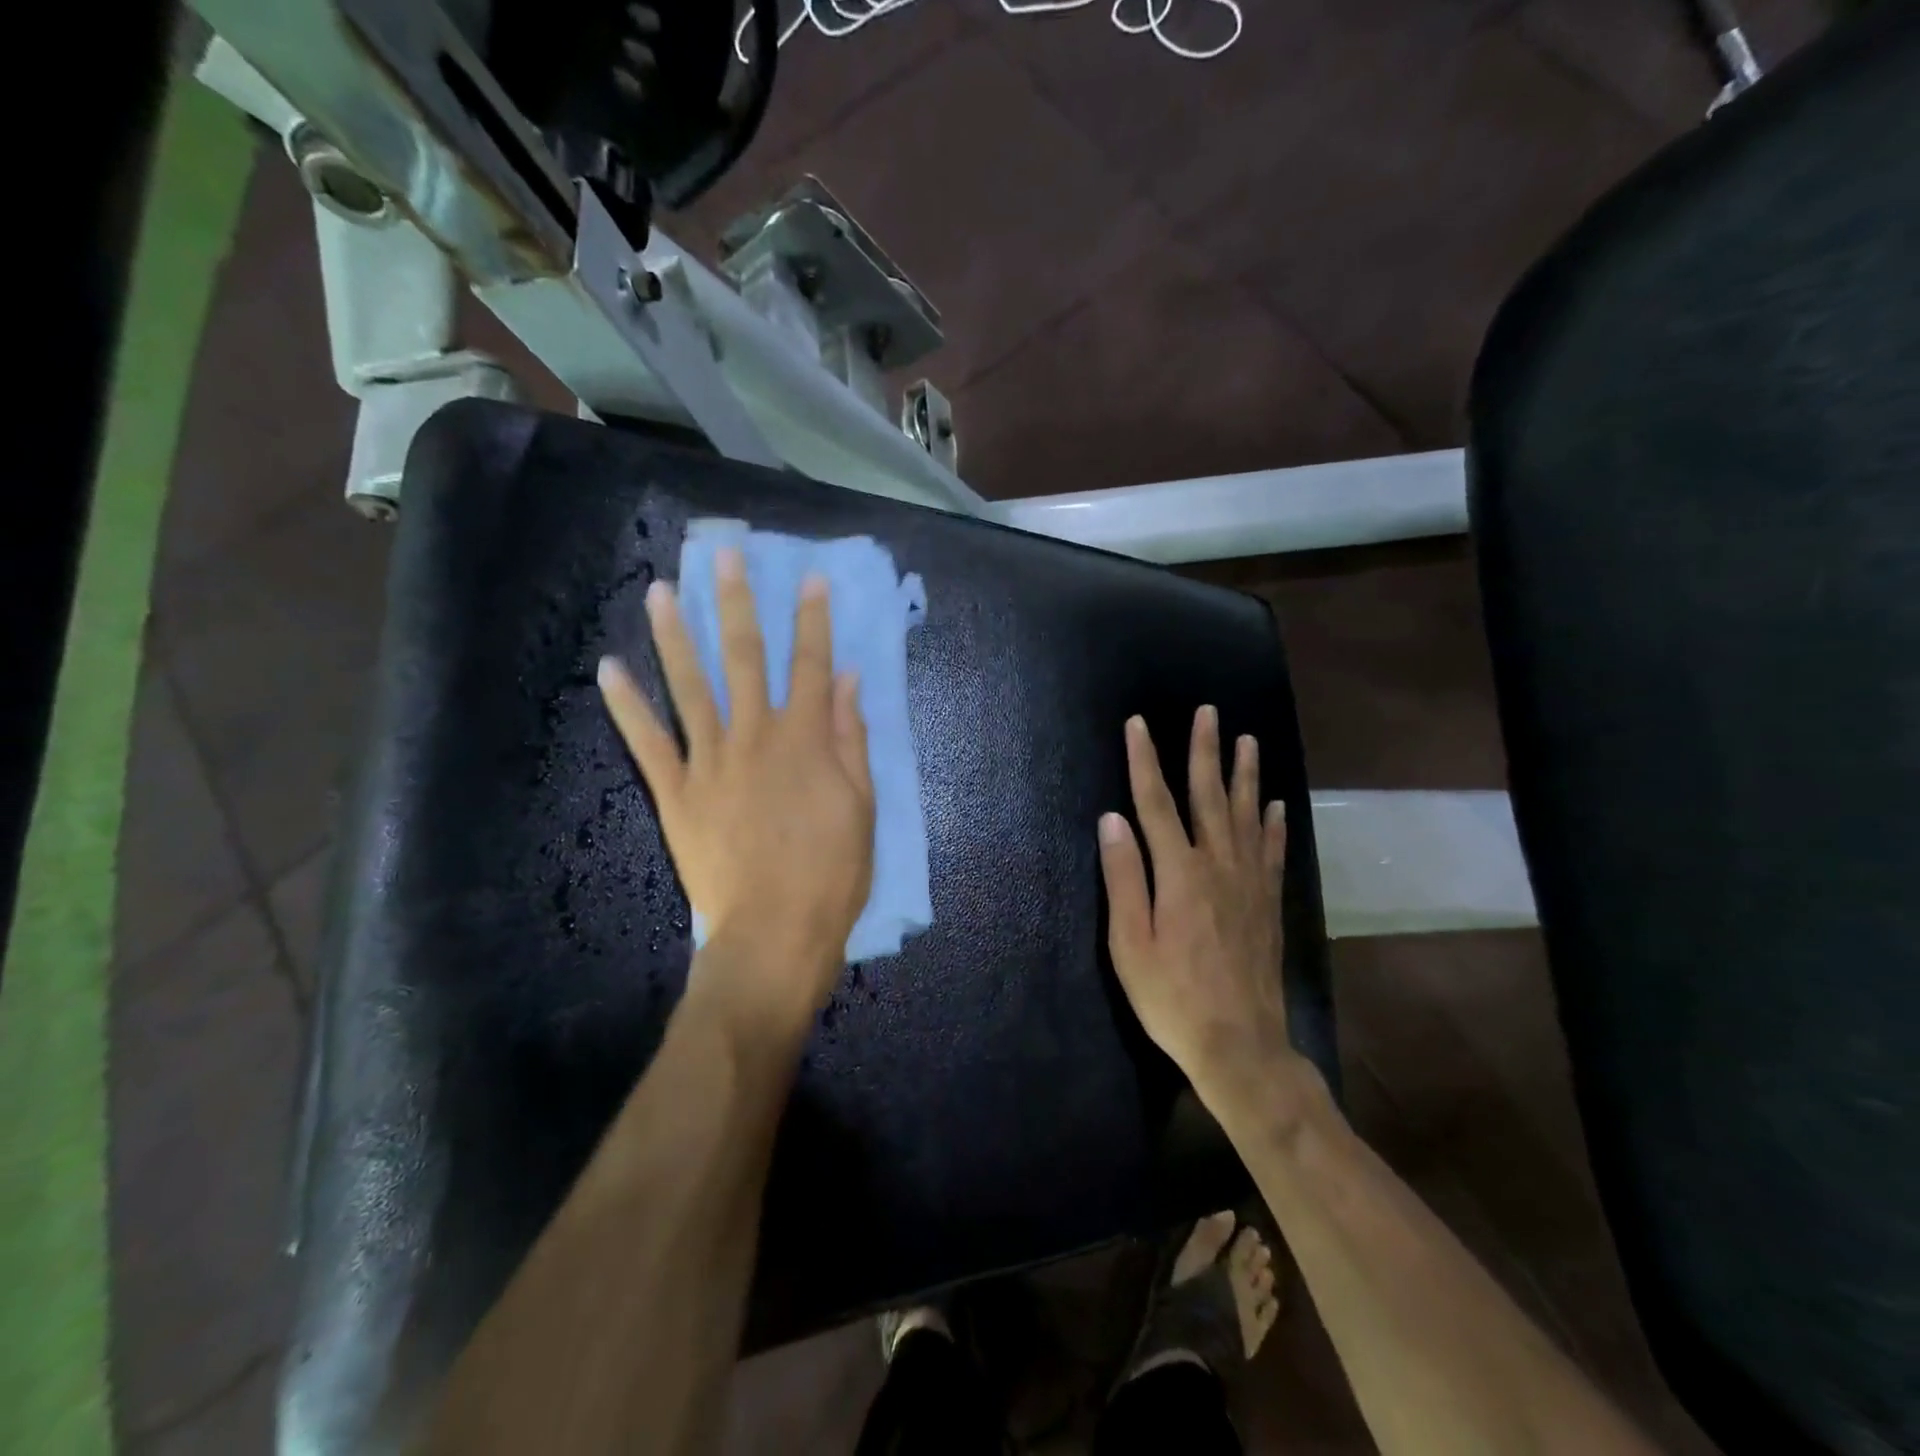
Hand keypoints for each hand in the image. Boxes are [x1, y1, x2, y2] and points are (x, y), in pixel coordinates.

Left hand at [597, 549, 874, 1033]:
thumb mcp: (861, 805)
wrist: (775, 932)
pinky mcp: (676, 793)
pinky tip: (608, 670)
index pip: (811, 665)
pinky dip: (627, 707)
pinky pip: (647, 743)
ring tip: (660, 592)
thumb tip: (847, 681)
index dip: (813, 620)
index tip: (811, 579)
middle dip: (738, 603)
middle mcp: (754, 737)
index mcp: (804, 740)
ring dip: (675, 637)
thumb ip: (849, 739)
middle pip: (745, 659)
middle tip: (725, 555)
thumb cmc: (832, 873)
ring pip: (690, 687)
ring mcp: (709, 762)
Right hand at [1098, 707, 1293, 1113]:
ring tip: (1247, 741)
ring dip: (1245, 775)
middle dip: (1205, 751)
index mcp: (1178, 873)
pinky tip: (1276, 805)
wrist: (1239, 1044)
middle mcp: (1218, 865)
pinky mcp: (1268, 903)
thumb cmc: (1171, 996)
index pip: (1155, 803)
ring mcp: (1249, 883)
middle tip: (1208, 712)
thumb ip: (1123, 877)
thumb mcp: (1129, 942)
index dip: (1145, 760)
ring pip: (1247, 815)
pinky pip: (1272, 851)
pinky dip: (1274, 824)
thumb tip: (1112, 819)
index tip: (1138, 724)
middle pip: (1209, 796)